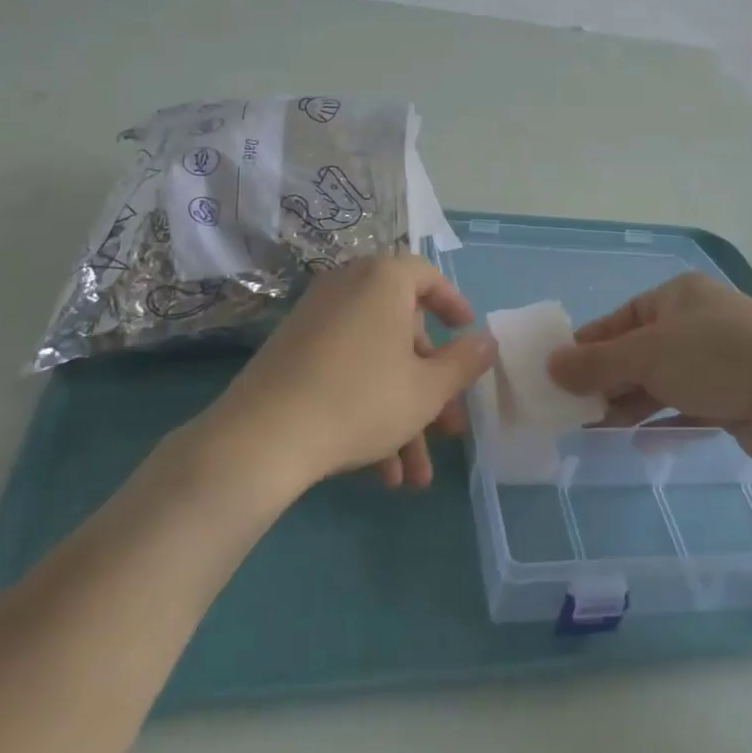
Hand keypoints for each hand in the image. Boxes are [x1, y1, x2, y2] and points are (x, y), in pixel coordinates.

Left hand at [202, 256, 494, 493]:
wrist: (262, 437)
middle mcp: (348, 288)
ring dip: (401, 416)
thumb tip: (488, 340)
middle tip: (448, 428)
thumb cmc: (361, 399)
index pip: (427, 276)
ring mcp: (315, 321)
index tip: (468, 334)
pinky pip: (343, 371)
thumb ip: (464, 362)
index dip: (453, 305)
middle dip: (430, 388)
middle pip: (403, 332)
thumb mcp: (427, 388)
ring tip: (415, 476)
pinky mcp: (291, 353)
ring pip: (375, 362)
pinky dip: (367, 410)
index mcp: (383, 280)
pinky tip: (381, 473)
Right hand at [546, 272, 751, 464]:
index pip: (621, 318)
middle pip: (640, 350)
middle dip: (608, 379)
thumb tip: (550, 364)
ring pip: (662, 380)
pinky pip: (687, 405)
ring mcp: (719, 359)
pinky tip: (638, 440)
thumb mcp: (646, 355)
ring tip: (596, 428)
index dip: (589, 345)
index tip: (559, 373)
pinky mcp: (734, 395)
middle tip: (574, 408)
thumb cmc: (714, 358)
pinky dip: (662, 420)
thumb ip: (596, 363)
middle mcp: (698, 321)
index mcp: (678, 296)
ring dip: (630, 402)